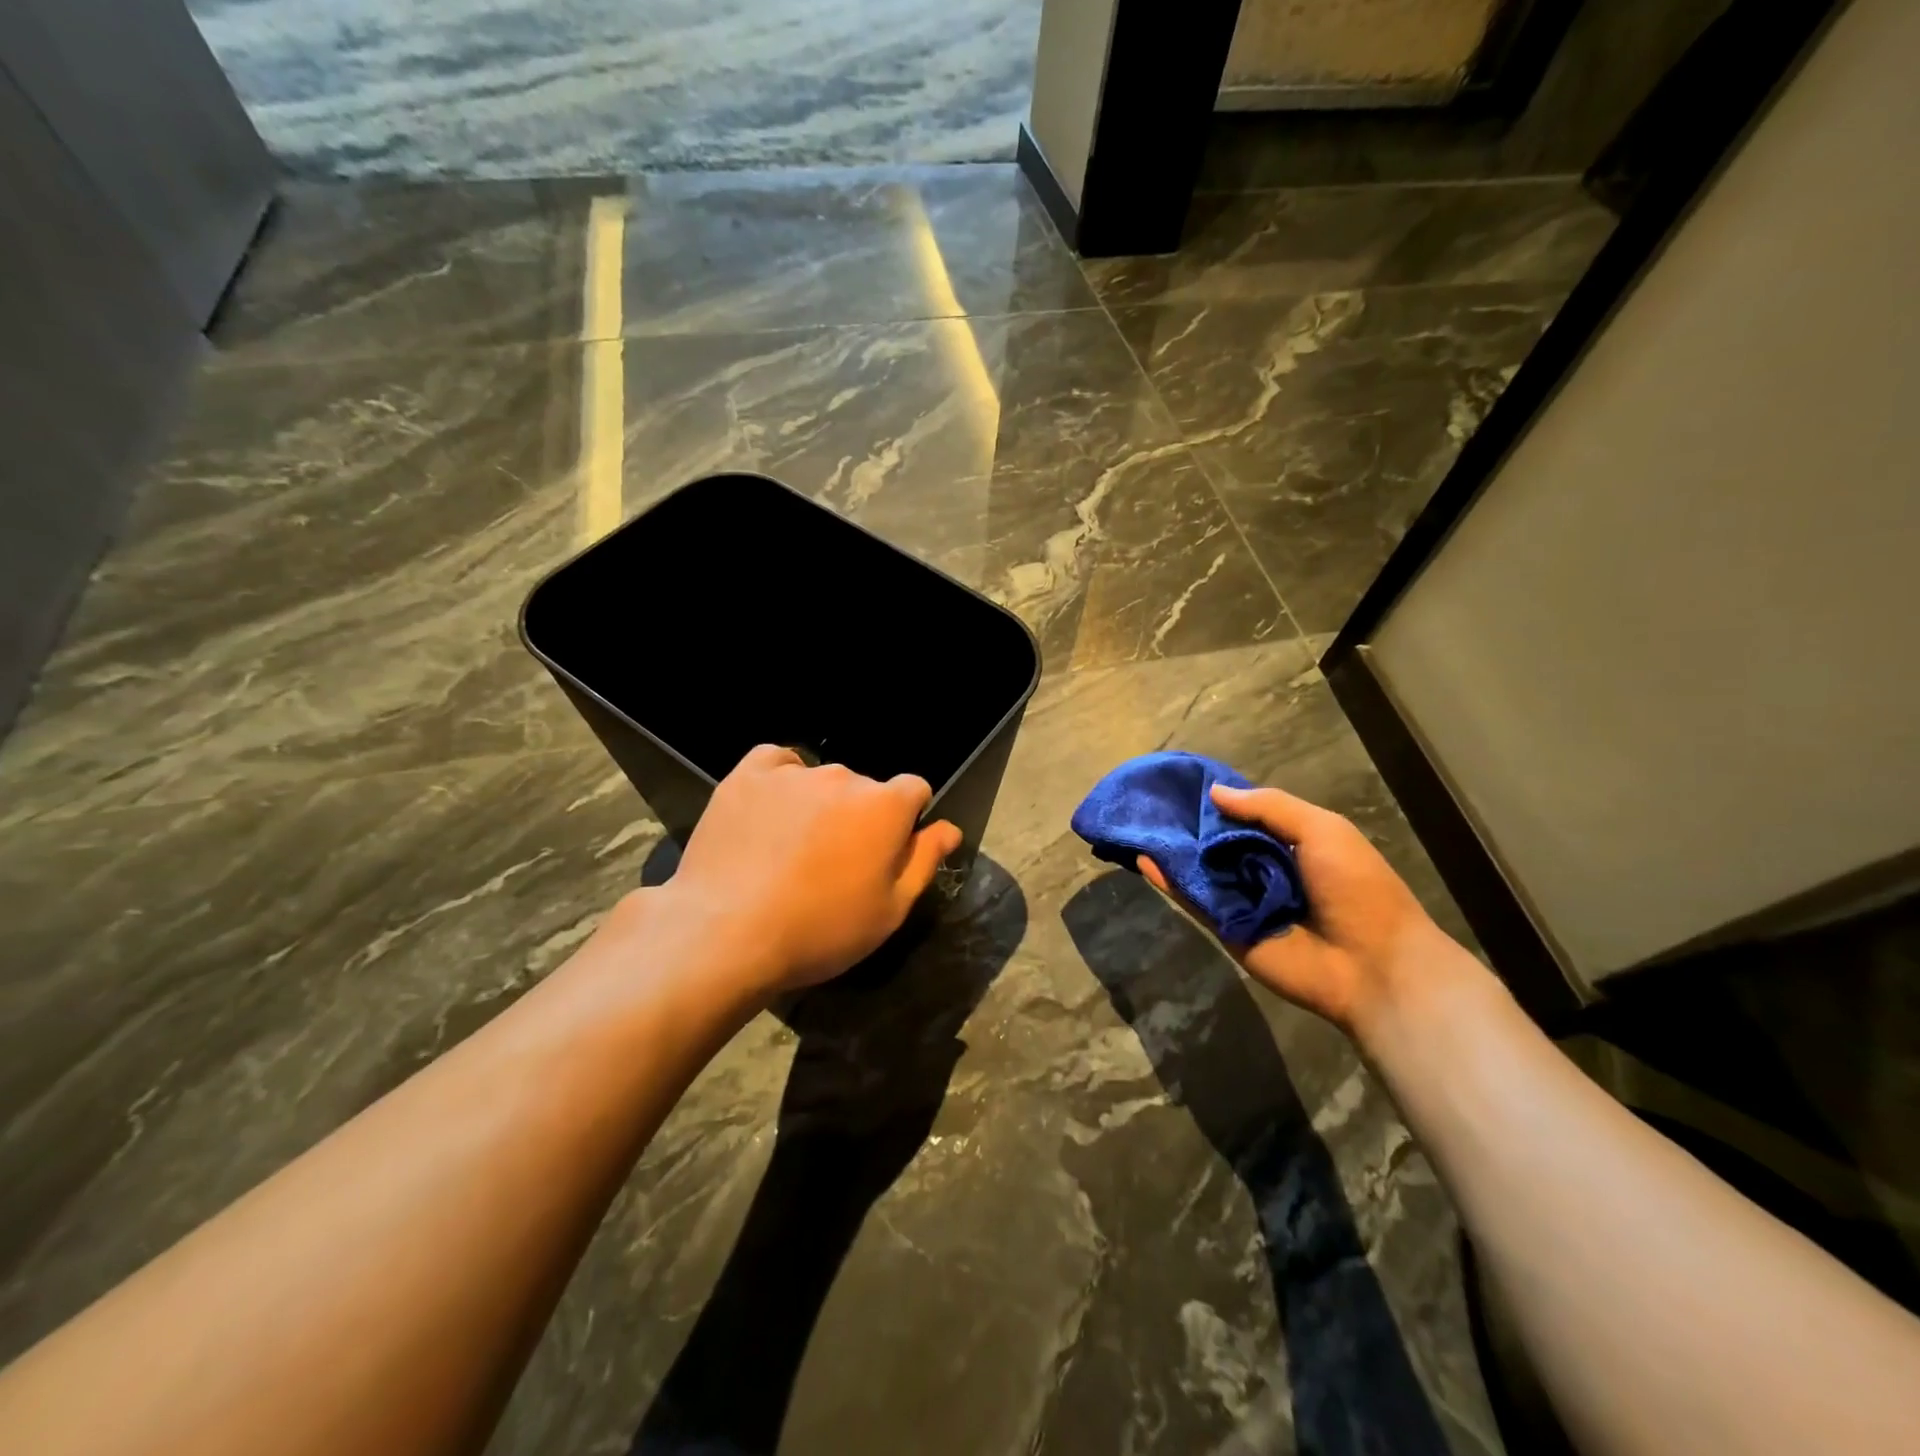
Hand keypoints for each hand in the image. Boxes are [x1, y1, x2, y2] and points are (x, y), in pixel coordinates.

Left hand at [659, 745, 963, 998]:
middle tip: (833, 862)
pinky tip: (768, 813)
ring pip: (820, 779)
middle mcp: (844, 777)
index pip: (914, 790)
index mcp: (885, 806)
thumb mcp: (889, 911)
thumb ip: (924, 861)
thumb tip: (949, 828)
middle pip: (865, 789)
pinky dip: (779, 781)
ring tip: (791, 847)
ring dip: (818, 803)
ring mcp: (793, 773)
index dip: (906, 820)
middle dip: (859, 817)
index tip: (886, 852)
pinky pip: (775, 763)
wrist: (726, 934)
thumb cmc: (820, 930)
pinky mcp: (746, 776)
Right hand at [1138, 783, 1459, 1036]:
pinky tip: (1144, 860)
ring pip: (1200, 871)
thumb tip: (1215, 793)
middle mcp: (1262, 870)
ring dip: (1172, 851)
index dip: (1217, 801)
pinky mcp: (1226, 929)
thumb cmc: (1356, 887)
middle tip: (1148, 802)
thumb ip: (1269, 807)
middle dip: (1187, 825)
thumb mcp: (1321, 830)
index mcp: (1290, 844)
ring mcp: (1242, 901)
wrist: (1372, 965)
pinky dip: (1169, 883)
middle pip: (1217, 843)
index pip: (1245, 816)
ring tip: (1135, 824)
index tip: (1180, 782)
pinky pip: (1195, 902)